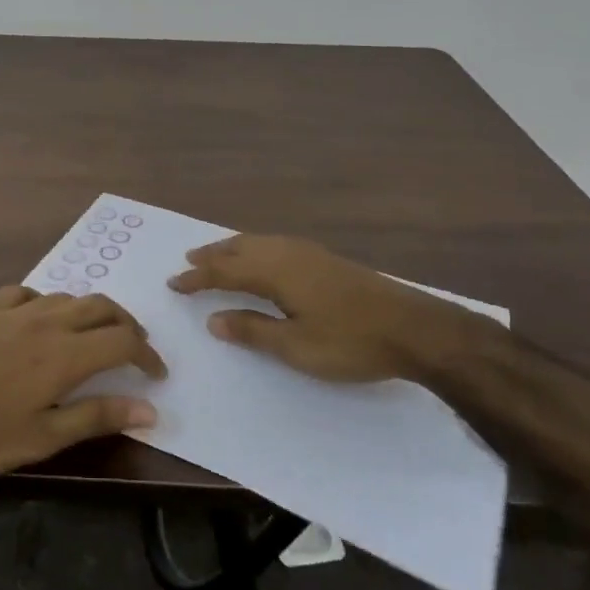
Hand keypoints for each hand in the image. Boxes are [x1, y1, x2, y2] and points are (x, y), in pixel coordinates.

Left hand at [0, 286, 165, 477]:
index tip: (157, 374)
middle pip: (102, 307)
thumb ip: (96, 418)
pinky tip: (41, 318)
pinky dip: (49, 303)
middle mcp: (47, 321)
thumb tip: (150, 410)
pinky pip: (30, 293)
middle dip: (127, 325)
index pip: (123, 341)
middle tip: (136, 349)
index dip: (147, 354)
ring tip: (95, 334)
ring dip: (92, 311)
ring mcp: (14, 310)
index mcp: (65, 354)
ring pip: (68, 296)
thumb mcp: (41, 438)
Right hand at [168, 234, 485, 382]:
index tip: (174, 284)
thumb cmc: (351, 342)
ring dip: (232, 249)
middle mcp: (287, 253)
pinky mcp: (326, 259)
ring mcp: (309, 252)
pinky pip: (275, 244)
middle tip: (188, 262)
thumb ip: (253, 330)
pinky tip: (262, 257)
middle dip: (211, 256)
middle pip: (239, 248)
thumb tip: (213, 318)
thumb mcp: (297, 347)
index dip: (197, 278)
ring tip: (216, 255)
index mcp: (276, 272)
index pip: (225, 271)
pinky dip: (254, 247)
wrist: (415, 329)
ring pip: (259, 242)